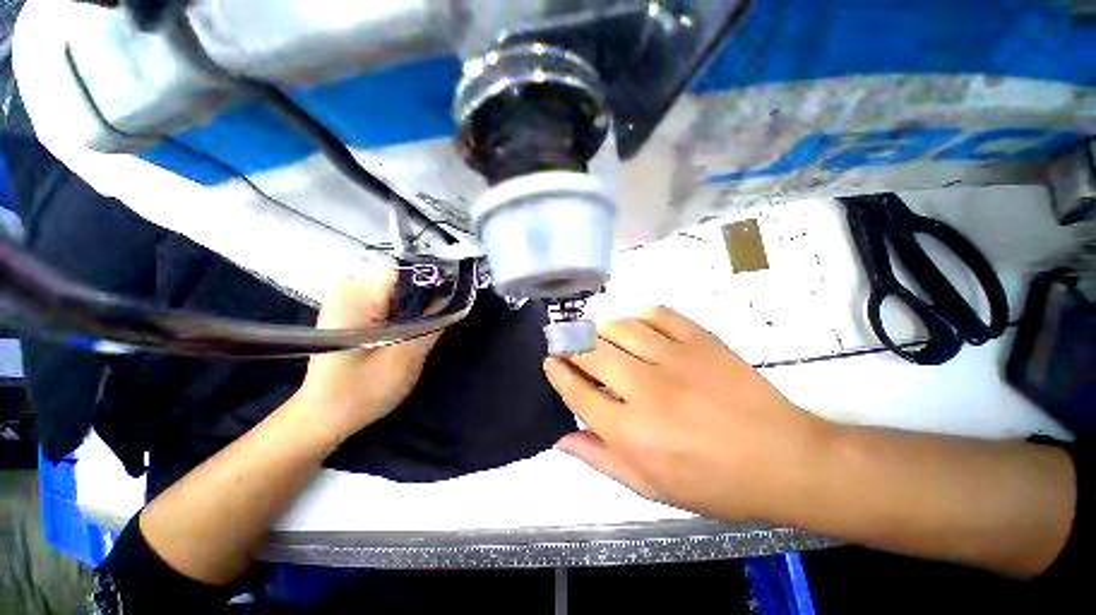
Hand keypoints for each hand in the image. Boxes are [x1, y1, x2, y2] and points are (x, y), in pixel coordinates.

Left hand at [293, 270, 441, 439]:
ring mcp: (345, 299)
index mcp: (356, 298)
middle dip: (421, 300)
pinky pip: (385, 300)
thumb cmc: (361, 392)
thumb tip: (450, 300)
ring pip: (395, 290)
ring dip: (411, 308)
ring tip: (414, 333)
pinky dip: (399, 313)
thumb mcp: (405, 360)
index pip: (405, 274)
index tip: (443, 309)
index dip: (430, 287)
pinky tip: (400, 333)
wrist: (324, 415)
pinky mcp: (348, 310)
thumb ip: (430, 326)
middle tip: (428, 327)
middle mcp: (346, 289)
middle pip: (400, 280)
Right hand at [544, 306, 832, 521]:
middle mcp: (646, 390)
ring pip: (619, 327)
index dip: (557, 372)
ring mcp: (676, 359)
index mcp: (631, 432)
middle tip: (566, 343)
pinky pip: (657, 313)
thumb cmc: (713, 482)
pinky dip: (638, 315)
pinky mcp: (701, 340)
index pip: (577, 392)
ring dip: (600, 329)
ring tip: (598, 336)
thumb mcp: (649, 486)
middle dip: (570, 344)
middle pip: (592, 353)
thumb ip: (599, 458)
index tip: (549, 360)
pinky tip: (634, 325)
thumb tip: (560, 436)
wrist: (783, 460)